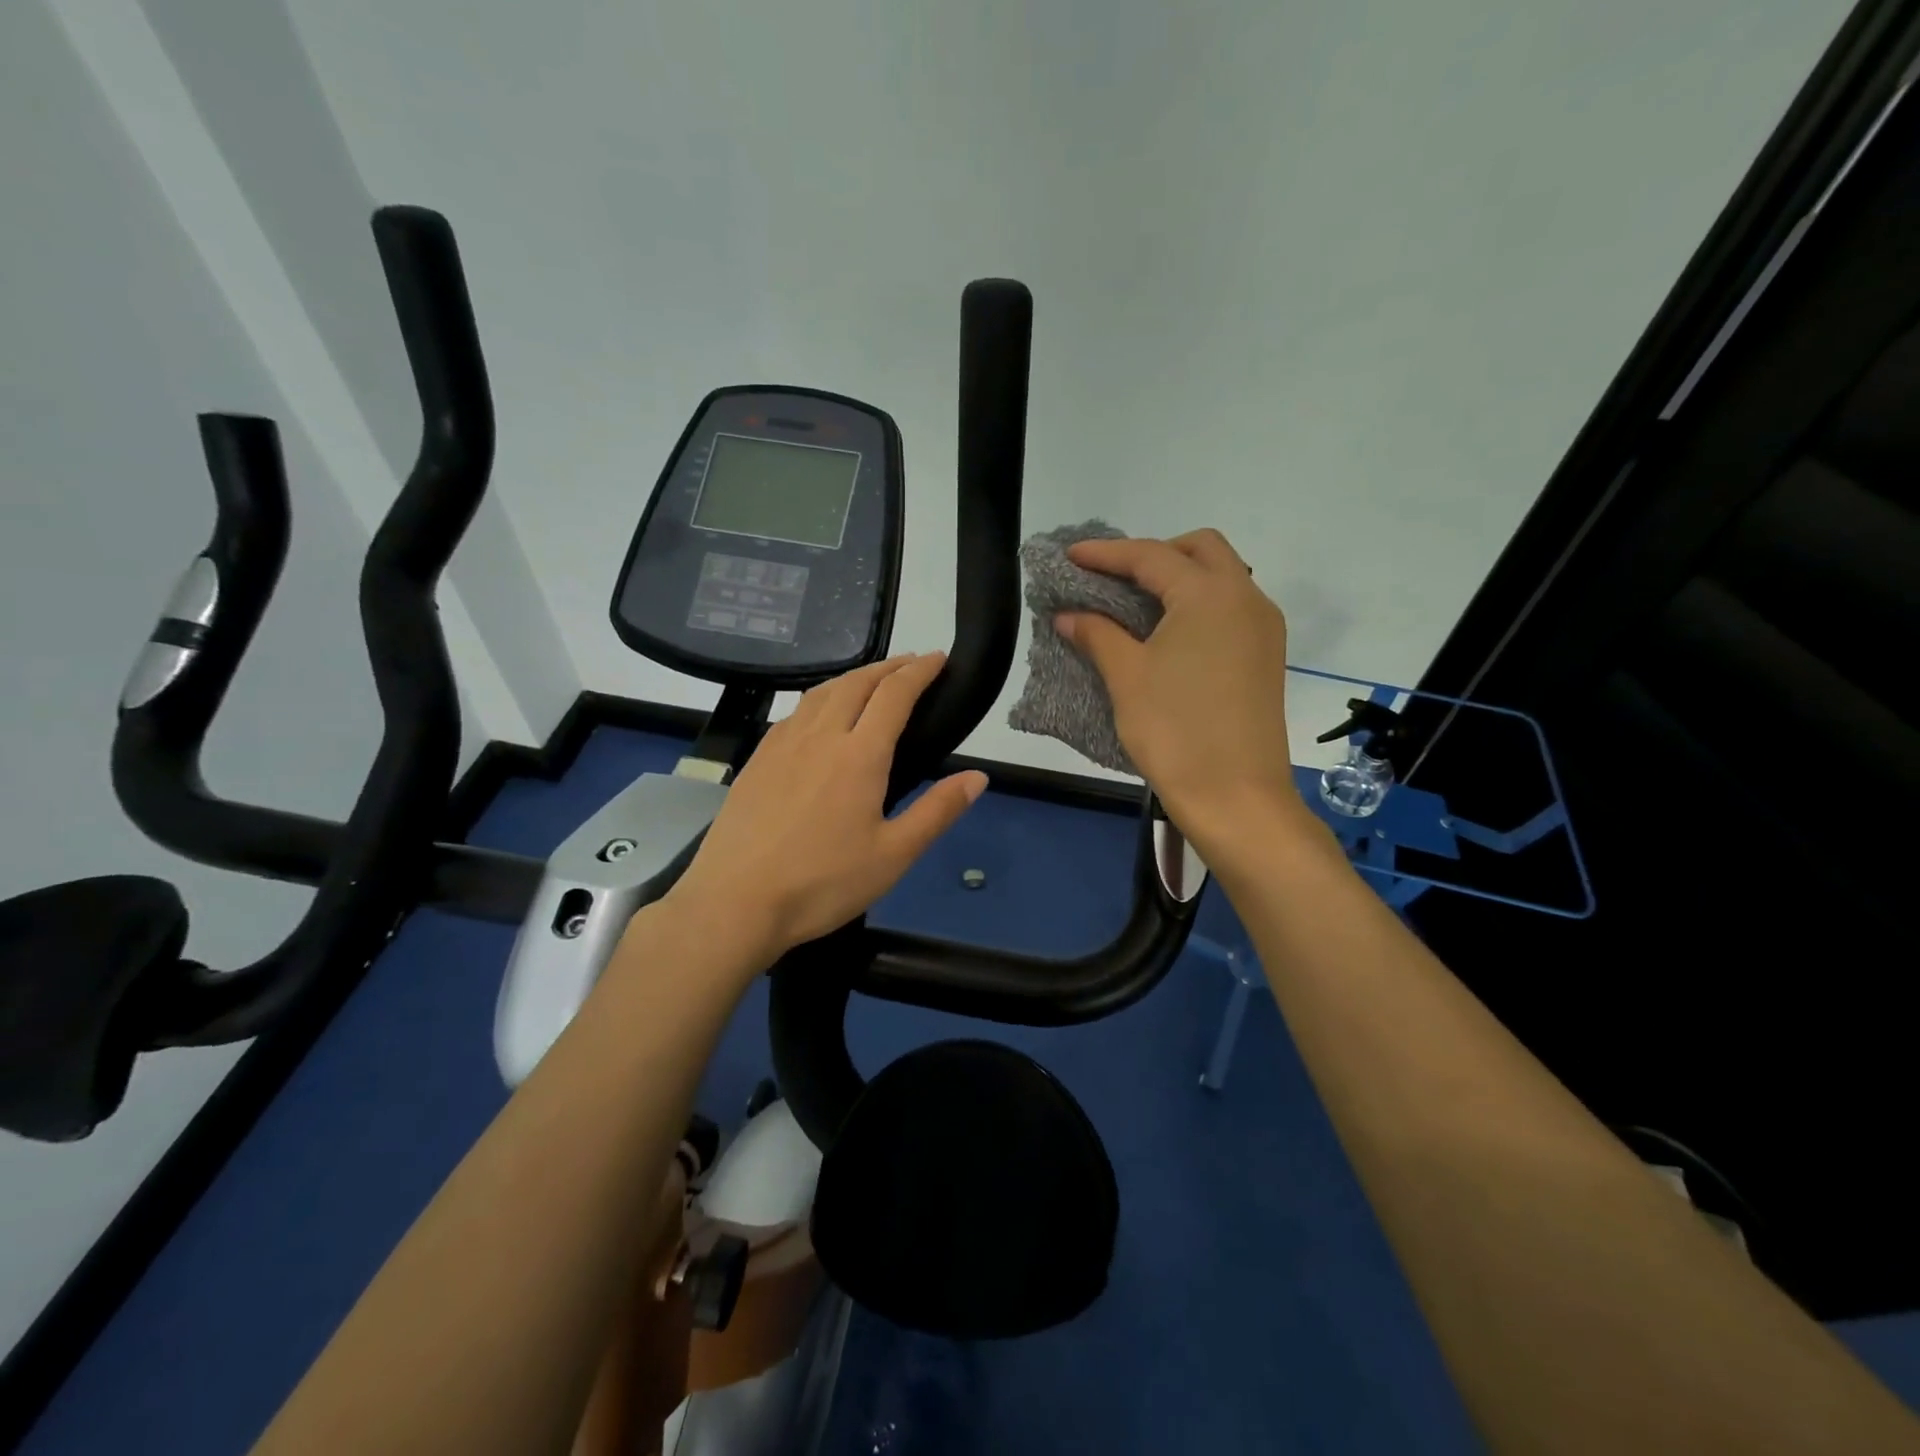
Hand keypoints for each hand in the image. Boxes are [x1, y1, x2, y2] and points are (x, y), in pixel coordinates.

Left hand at [664, 653, 988, 967]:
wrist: (735, 903)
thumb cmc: (822, 883)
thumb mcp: (893, 855)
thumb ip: (937, 812)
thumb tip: (978, 776)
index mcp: (859, 755)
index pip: (895, 695)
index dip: (920, 671)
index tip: (939, 658)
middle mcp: (820, 736)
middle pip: (857, 683)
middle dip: (889, 667)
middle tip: (911, 664)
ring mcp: (782, 745)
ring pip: (821, 692)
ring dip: (853, 677)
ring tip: (872, 680)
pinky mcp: (757, 760)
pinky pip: (795, 712)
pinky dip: (820, 697)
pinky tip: (820, 714)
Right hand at [1055, 529, 1302, 846]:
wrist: (1235, 797)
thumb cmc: (1175, 731)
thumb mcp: (1127, 677)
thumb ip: (1097, 634)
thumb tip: (1069, 615)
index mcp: (1210, 594)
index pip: (1151, 556)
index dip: (1106, 553)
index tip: (1070, 556)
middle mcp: (1246, 598)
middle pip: (1200, 549)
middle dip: (1154, 553)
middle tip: (1114, 578)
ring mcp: (1263, 628)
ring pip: (1222, 576)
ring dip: (1179, 577)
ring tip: (1136, 604)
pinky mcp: (1266, 655)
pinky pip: (1231, 608)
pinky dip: (1198, 604)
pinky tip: (1168, 632)